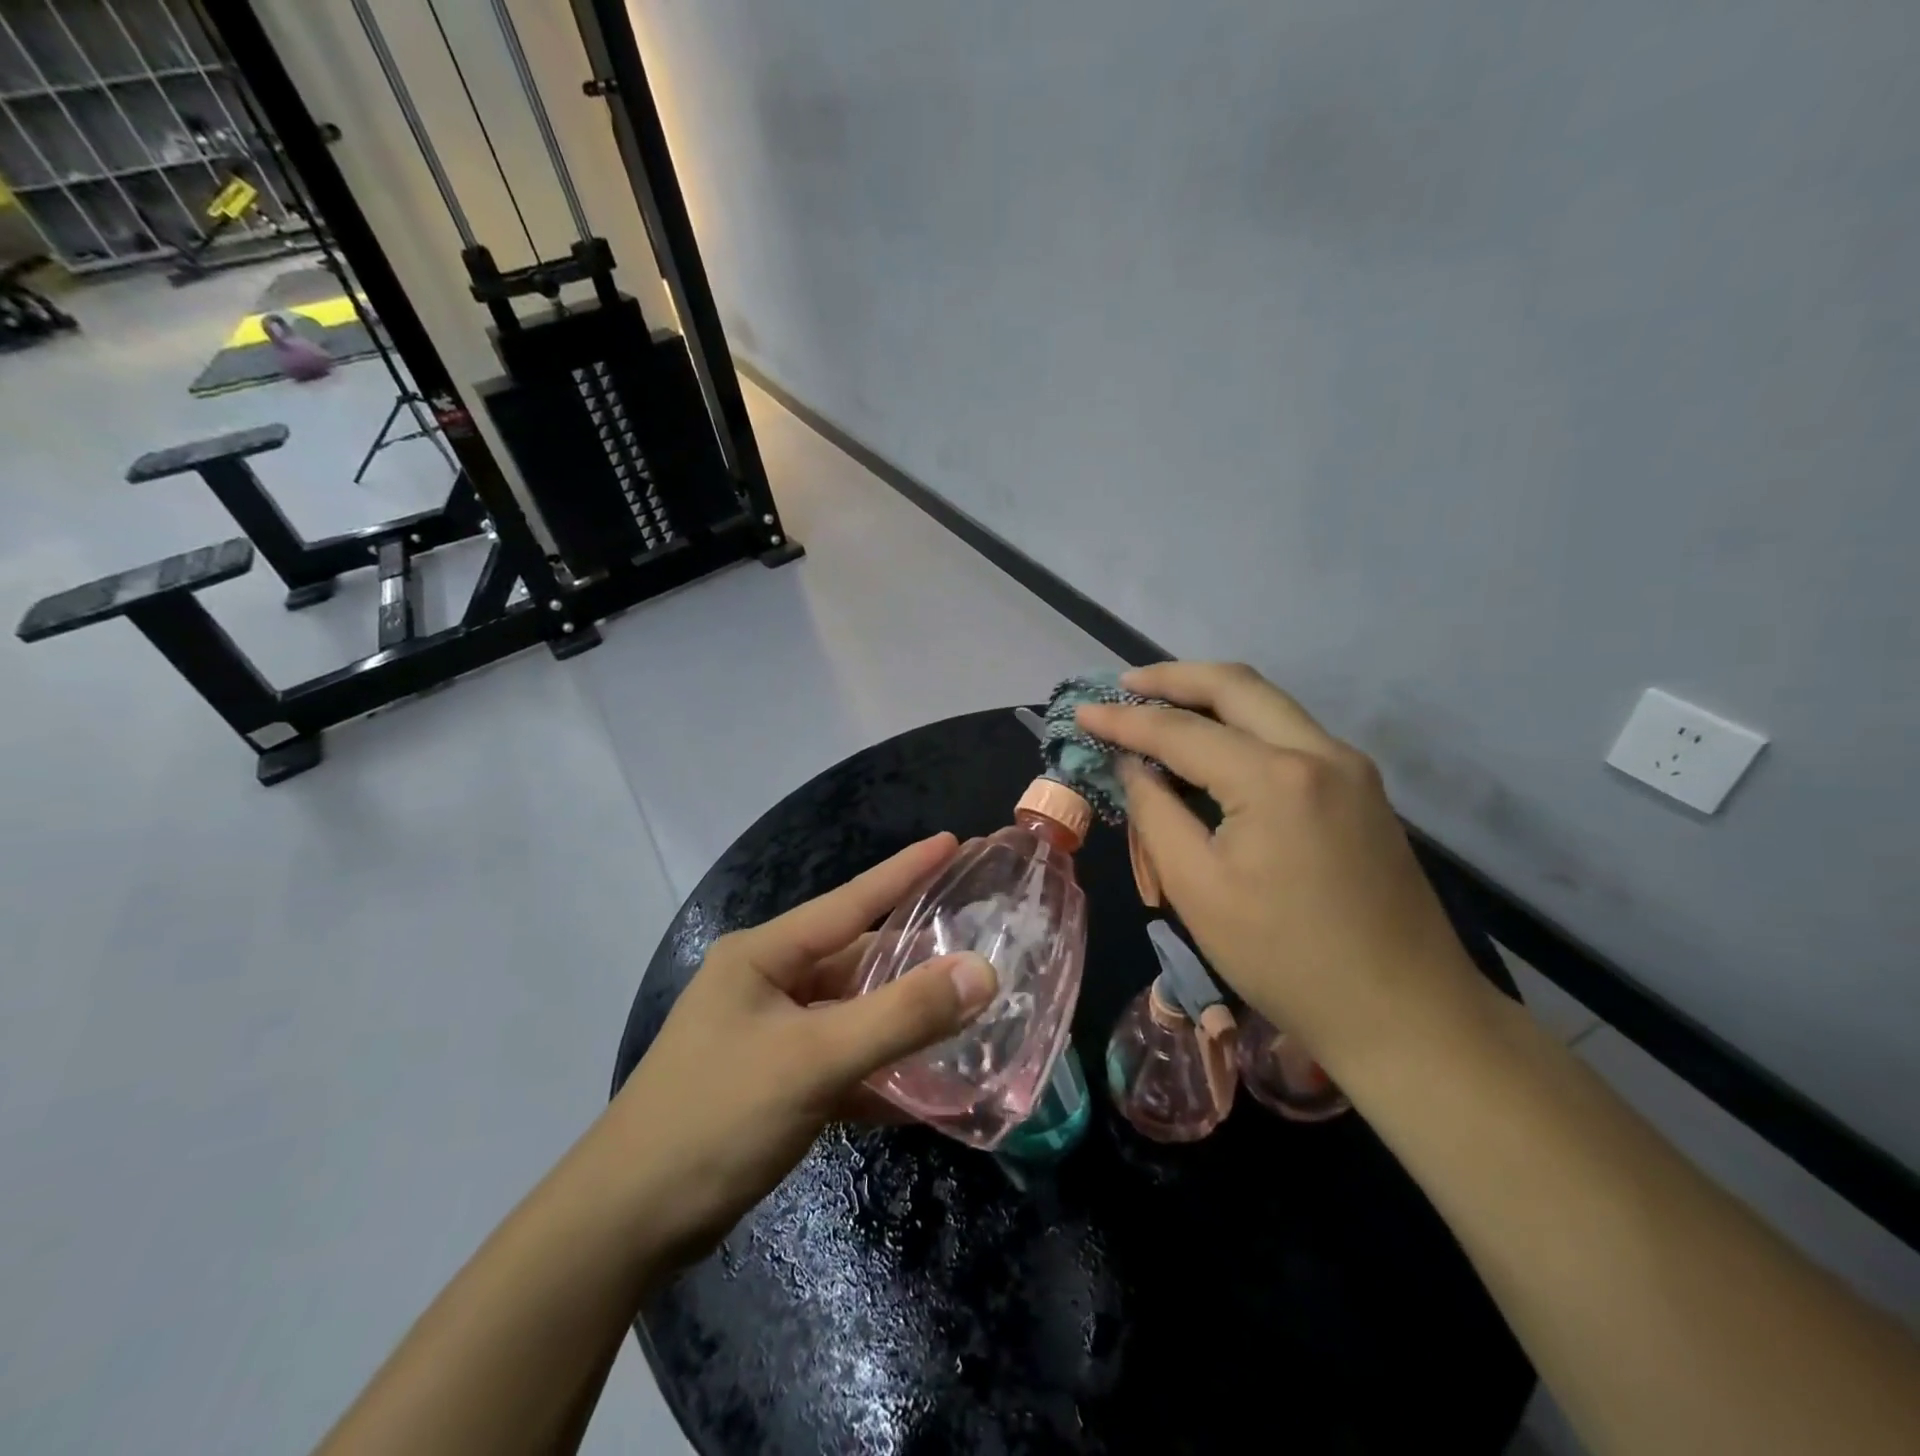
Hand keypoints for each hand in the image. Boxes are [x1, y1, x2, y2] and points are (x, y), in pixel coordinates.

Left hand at [601, 833, 996, 1270]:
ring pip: (852, 1014)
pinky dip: (879, 1071)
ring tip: (968, 1009)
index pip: (850, 900)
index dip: (905, 870)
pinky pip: (841, 1061)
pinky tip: (925, 1087)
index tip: (953, 841)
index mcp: (765, 956)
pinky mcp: (774, 1082)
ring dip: (902, 1020)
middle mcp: (768, 984)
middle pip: (856, 960)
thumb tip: (982, 971)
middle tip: (980, 941)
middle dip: (915, 956)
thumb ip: (900, 1015)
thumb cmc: (715, 1118)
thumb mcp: (813, 1060)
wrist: (623, 1227)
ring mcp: (769, 1035)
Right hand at [1078, 662, 1488, 1072]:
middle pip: (1236, 686)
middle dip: (1173, 678)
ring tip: (1159, 708)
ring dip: (1210, 697)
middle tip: (1125, 685)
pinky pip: (1290, 735)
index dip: (1125, 721)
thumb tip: (1134, 767)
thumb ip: (1156, 814)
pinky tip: (1213, 749)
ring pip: (1269, 704)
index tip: (1082, 711)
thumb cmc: (1285, 959)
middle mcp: (1320, 752)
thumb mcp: (1198, 889)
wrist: (1405, 1014)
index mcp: (1275, 778)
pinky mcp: (1362, 790)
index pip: (1181, 731)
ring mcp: (1350, 767)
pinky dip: (1243, 727)